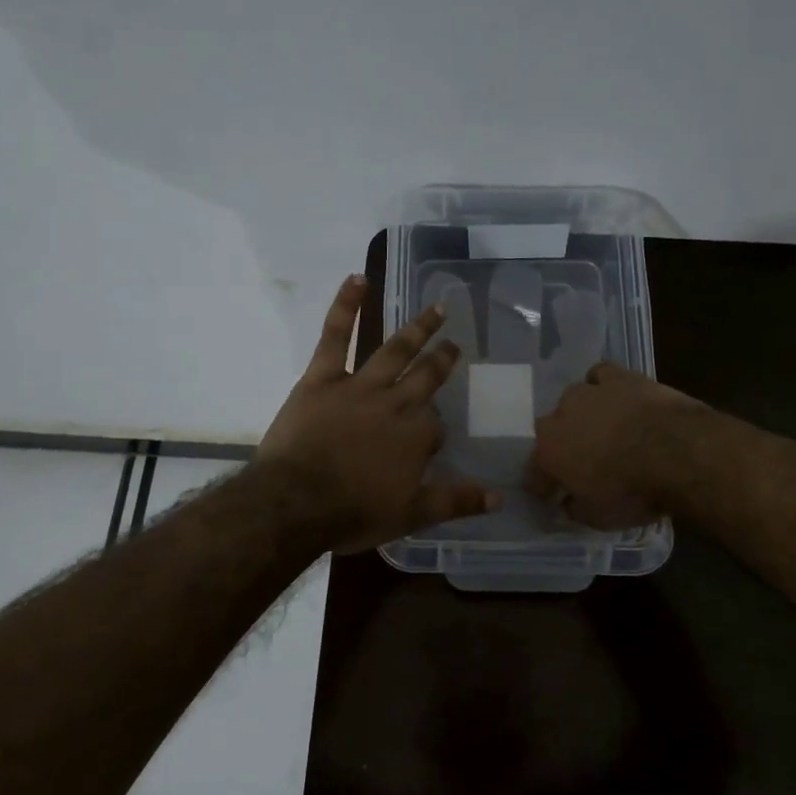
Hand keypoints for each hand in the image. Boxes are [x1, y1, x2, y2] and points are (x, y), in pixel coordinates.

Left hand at [257, 275, 501, 552]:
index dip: (432, 435)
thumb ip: (456, 501)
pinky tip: (356, 279)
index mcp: (416, 435)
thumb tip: (500, 496)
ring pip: (395, 351)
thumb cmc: (353, 512)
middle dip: (442, 361)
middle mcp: (395, 403)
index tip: (428, 443)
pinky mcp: (323, 377)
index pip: (435, 427)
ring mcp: (360, 385)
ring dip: (418, 328)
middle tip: (453, 345)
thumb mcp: (411, 515)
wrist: (296, 503)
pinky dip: (346, 306)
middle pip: (425, 377)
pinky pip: (336, 336)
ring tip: (436, 309)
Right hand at [526, 363, 708, 529]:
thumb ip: (576, 508)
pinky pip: (600, 375)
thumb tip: (569, 502)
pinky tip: (614, 397)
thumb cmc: (633, 491)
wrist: (677, 452)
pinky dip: (602, 385)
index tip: (551, 496)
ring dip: (582, 414)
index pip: (534, 471)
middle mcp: (560, 416)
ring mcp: (589, 392)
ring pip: (574, 399)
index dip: (543, 484)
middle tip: (582, 463)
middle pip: (552, 430)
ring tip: (602, 428)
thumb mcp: (599, 517)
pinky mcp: (619, 377)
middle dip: (563, 446)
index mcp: (549, 451)